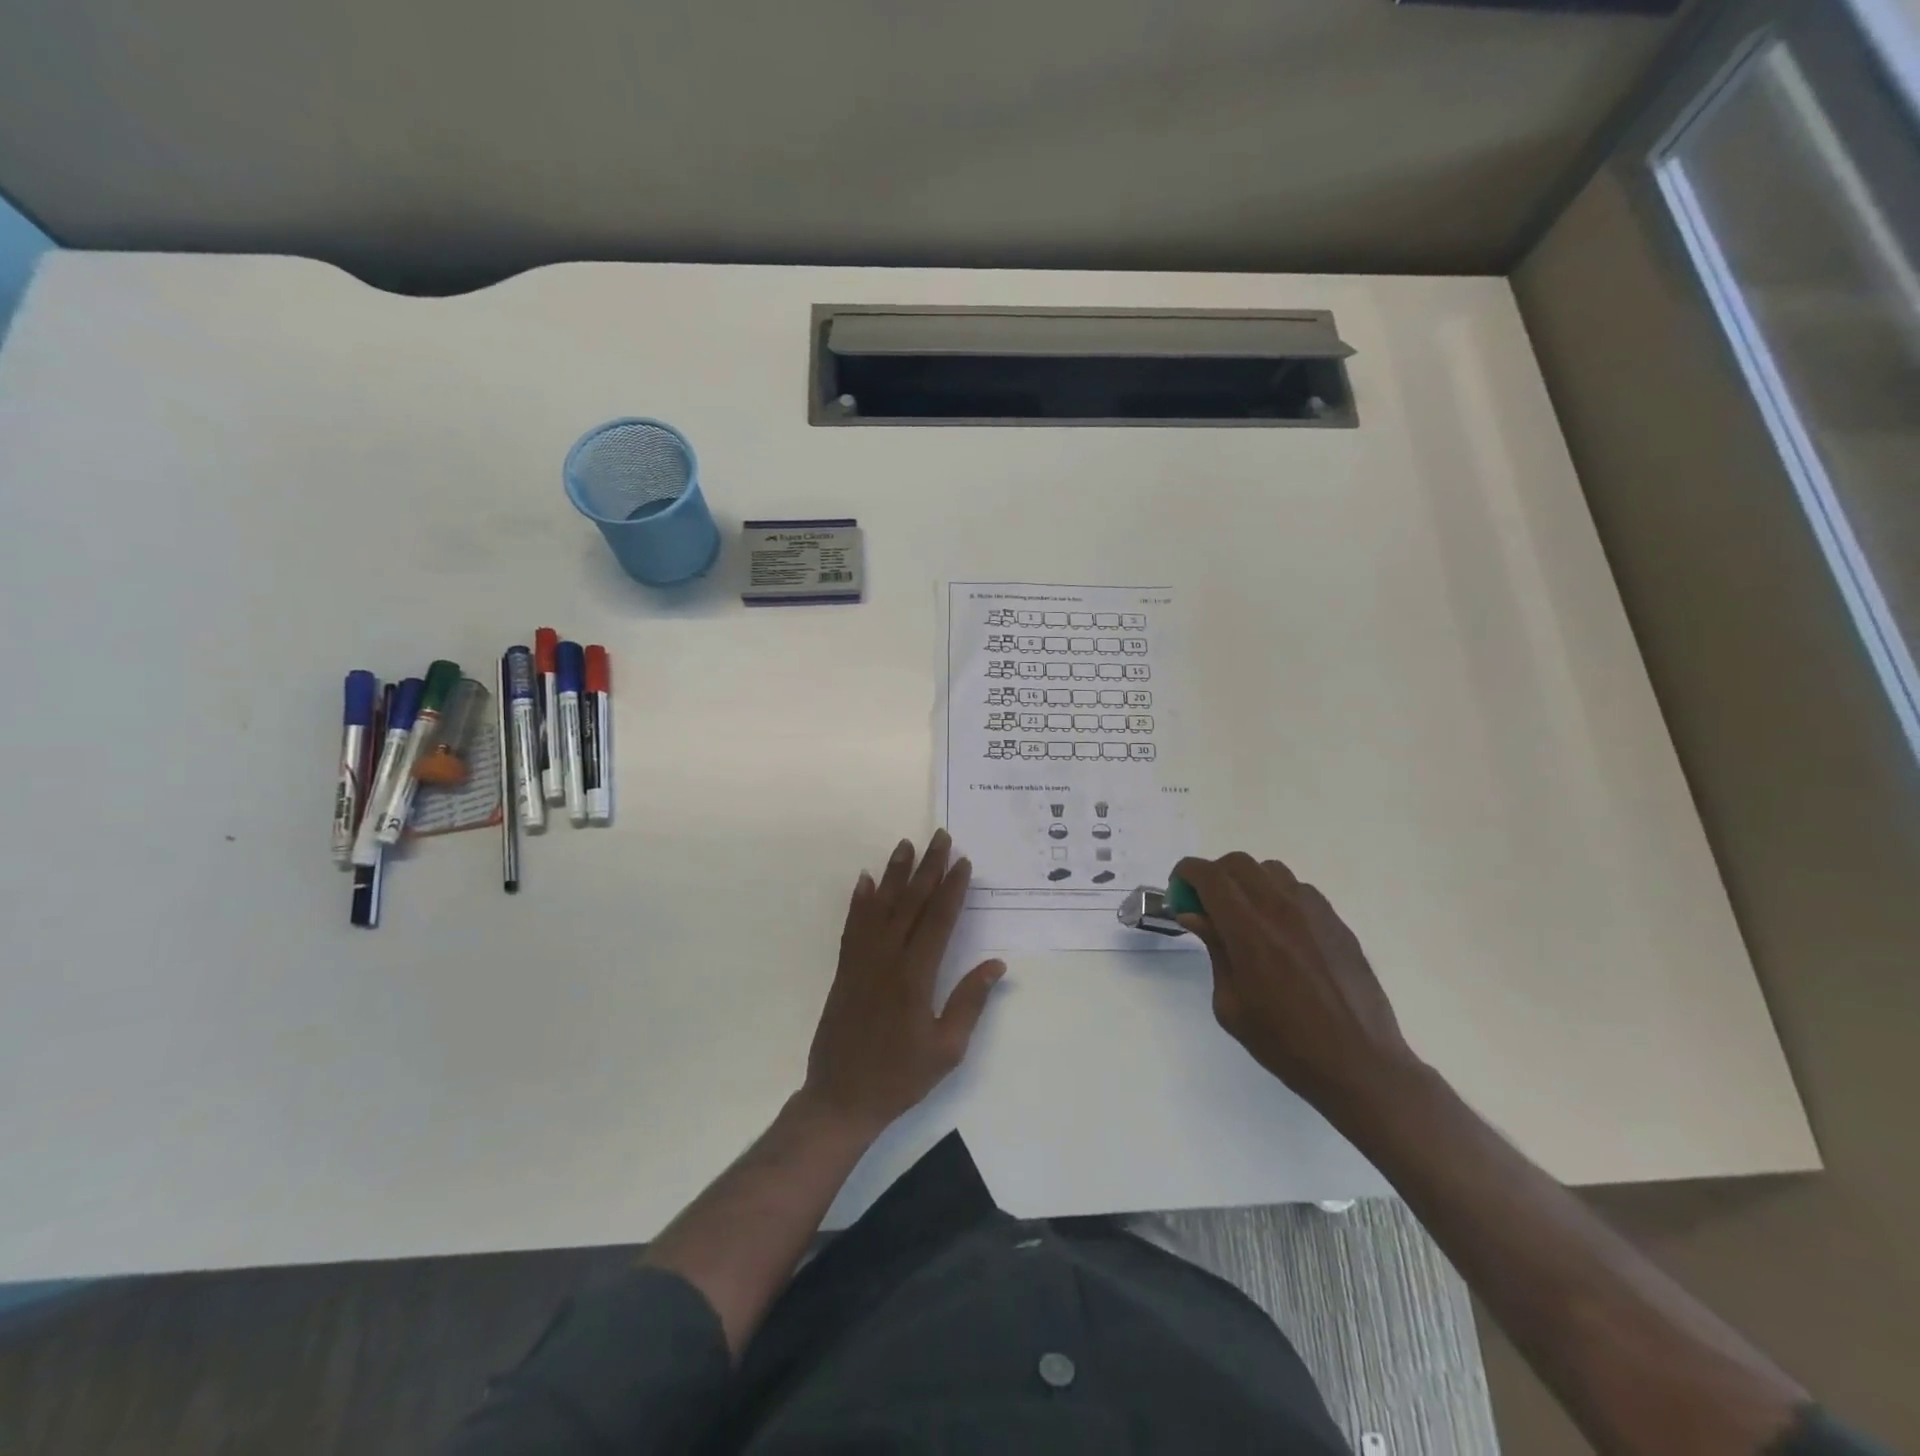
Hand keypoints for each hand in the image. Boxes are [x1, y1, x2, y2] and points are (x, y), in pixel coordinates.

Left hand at [801, 831, 1006, 1137]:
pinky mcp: (845, 969)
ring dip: (894, 873)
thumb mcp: (947, 1049)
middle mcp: (887, 959)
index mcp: (915, 976)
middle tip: (940, 837)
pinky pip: (853, 925)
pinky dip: (859, 900)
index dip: (952, 889)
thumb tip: (996, 965)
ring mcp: (861, 961)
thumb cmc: (901, 1077)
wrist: (841, 1098)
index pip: (938, 920)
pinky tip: (864, 880)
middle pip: (910, 903)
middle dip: (928, 868)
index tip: (963, 861)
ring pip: (880, 906)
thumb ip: (970, 1002)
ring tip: (906, 844)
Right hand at [1173, 852, 1415, 1118]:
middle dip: (1214, 876)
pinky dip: (1278, 896)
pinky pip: (1299, 890)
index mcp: (1248, 930)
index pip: (1209, 876)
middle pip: (1238, 863)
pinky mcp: (1337, 922)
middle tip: (1207, 907)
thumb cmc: (1284, 1042)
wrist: (1359, 1064)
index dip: (1186, 874)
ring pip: (1270, 871)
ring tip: (1245, 916)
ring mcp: (1314, 912)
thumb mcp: (1231, 1005)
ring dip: (1247, 882)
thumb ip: (1214, 950)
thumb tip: (1195, 915)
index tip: (1178, 892)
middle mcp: (1280, 909)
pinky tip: (1280, 931)